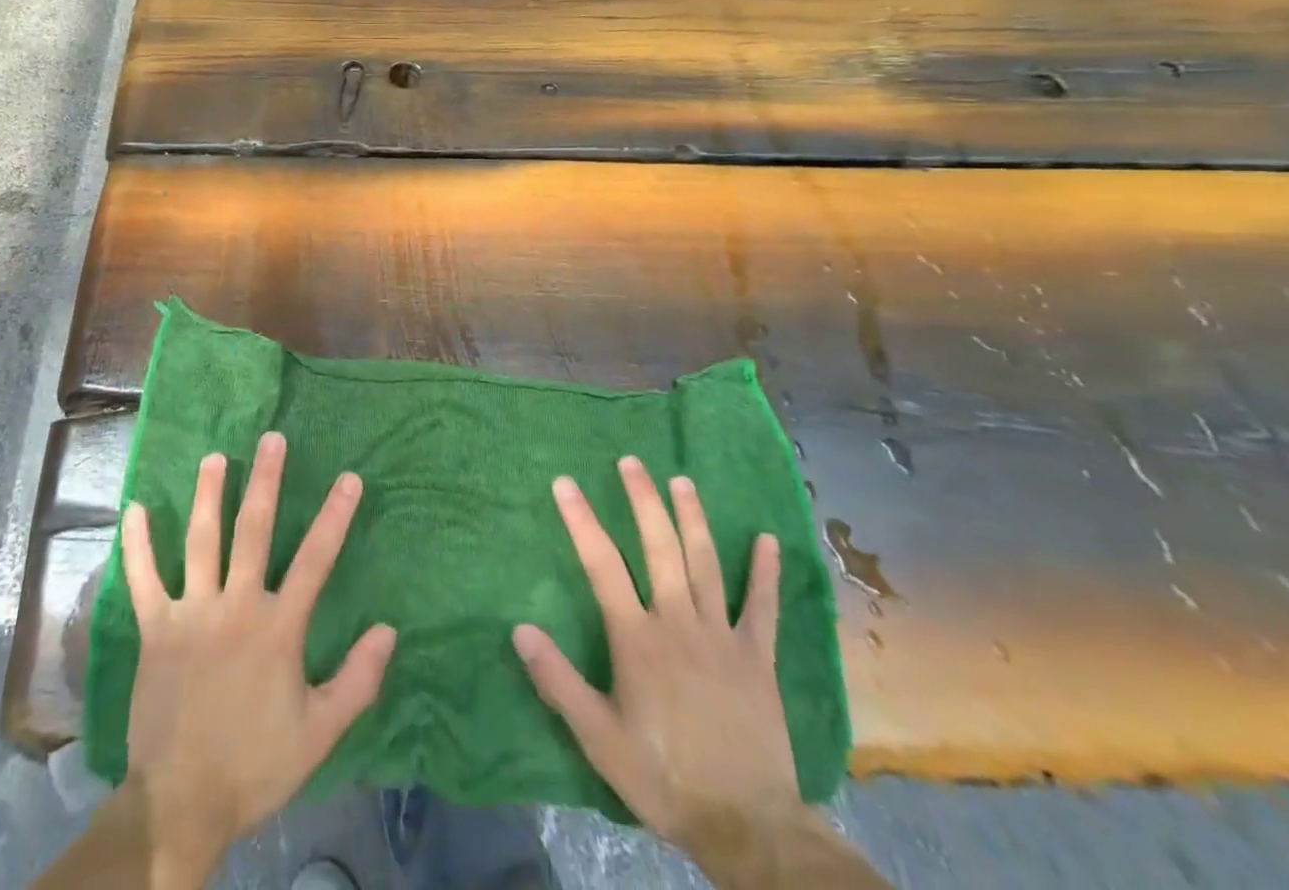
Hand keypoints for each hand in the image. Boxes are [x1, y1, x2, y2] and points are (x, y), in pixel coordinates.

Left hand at [120, 431, 397, 885]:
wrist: (180, 805)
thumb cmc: (255, 766)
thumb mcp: (320, 734)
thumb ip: (357, 681)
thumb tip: (389, 630)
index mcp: (278, 629)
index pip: (315, 560)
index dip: (335, 516)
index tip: (349, 478)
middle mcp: (235, 607)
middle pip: (254, 531)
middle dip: (265, 481)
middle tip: (271, 439)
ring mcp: (191, 614)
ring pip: (200, 541)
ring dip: (208, 495)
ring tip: (214, 457)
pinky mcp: (155, 629)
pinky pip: (143, 579)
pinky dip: (137, 544)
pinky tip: (134, 509)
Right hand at [512, 459, 795, 847]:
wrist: (748, 827)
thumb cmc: (663, 777)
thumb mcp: (598, 738)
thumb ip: (558, 681)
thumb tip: (520, 629)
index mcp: (637, 639)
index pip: (602, 564)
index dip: (581, 520)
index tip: (565, 483)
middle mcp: (678, 622)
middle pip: (659, 547)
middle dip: (642, 500)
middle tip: (631, 461)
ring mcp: (722, 635)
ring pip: (705, 563)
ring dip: (693, 518)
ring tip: (681, 480)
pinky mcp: (758, 657)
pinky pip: (763, 606)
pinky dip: (765, 572)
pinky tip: (768, 539)